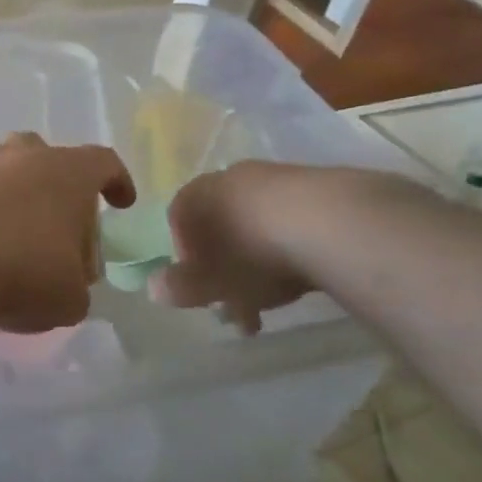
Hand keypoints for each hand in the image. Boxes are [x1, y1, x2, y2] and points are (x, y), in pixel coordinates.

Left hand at [0, 134, 135, 332]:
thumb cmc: (21, 269)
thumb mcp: (69, 299)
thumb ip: (78, 290)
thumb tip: (67, 283)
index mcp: (69, 172)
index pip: (103, 163)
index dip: (117, 182)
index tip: (121, 204)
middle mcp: (27, 157)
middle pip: (54, 162)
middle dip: (66, 195)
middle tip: (67, 235)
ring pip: (13, 177)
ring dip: (24, 205)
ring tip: (24, 248)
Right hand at [150, 162, 318, 333]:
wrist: (327, 223)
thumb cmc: (251, 255)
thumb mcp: (208, 282)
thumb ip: (178, 287)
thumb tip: (154, 287)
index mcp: (194, 196)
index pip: (178, 224)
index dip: (188, 262)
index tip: (205, 291)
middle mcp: (228, 178)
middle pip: (219, 227)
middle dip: (226, 267)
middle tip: (240, 304)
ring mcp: (272, 177)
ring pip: (255, 225)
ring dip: (260, 262)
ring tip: (278, 298)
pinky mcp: (315, 185)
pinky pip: (290, 220)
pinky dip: (291, 247)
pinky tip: (305, 274)